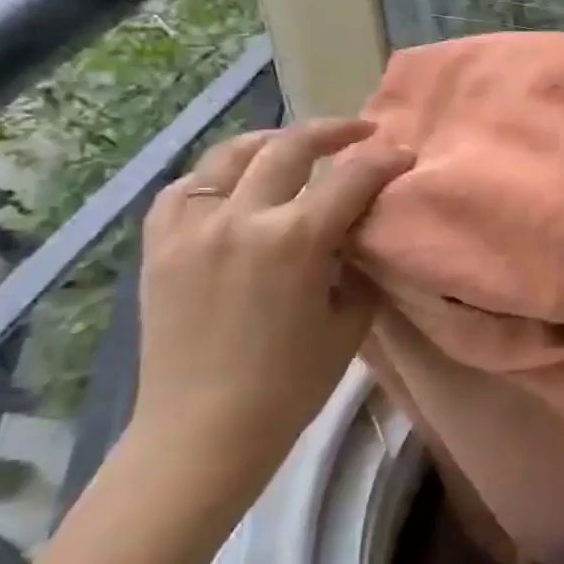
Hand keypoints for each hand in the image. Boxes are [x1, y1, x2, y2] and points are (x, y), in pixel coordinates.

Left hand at [132, 118, 412, 497]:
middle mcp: (241, 219)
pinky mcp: (159, 246)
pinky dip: (216, 176)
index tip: (404, 154)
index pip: (352, 178)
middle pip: (290, 148)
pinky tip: (234, 184)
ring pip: (231, 155)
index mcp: (296, 241)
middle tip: (361, 133)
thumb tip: (360, 232)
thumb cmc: (291, 384)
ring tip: (296, 146)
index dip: (385, 160)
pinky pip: (185, 189)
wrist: (203, 431)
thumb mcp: (350, 320)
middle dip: (333, 132)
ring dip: (272, 142)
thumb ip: (358, 264)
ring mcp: (192, 228)